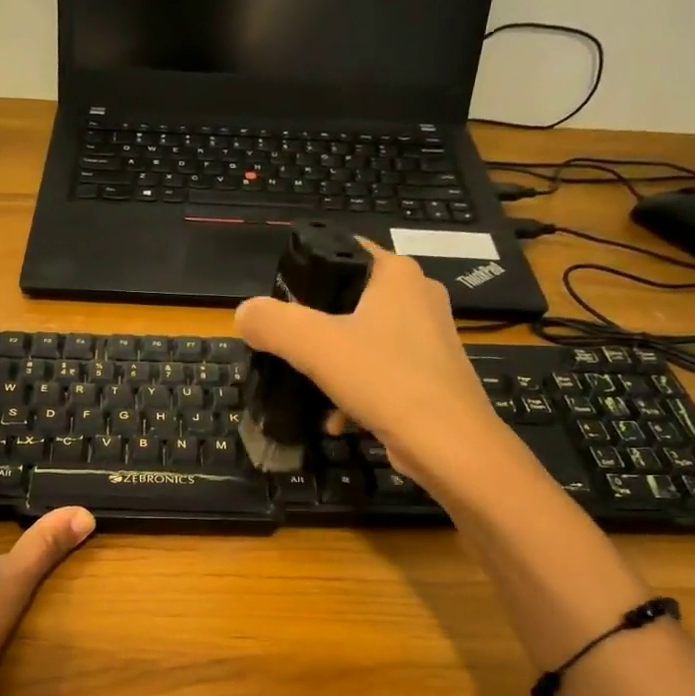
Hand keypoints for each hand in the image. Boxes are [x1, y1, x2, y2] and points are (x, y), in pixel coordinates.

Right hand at [234, 238, 501, 489]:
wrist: (449, 445)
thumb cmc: (385, 380)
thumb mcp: (315, 346)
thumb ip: (273, 323)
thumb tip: (244, 314)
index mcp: (396, 274)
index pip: (343, 250)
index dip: (306, 270)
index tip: (279, 303)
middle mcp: (418, 296)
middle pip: (348, 300)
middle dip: (314, 328)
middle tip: (287, 350)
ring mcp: (429, 337)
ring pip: (362, 339)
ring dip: (332, 366)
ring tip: (310, 390)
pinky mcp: (431, 374)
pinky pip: (381, 371)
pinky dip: (356, 391)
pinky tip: (339, 419)